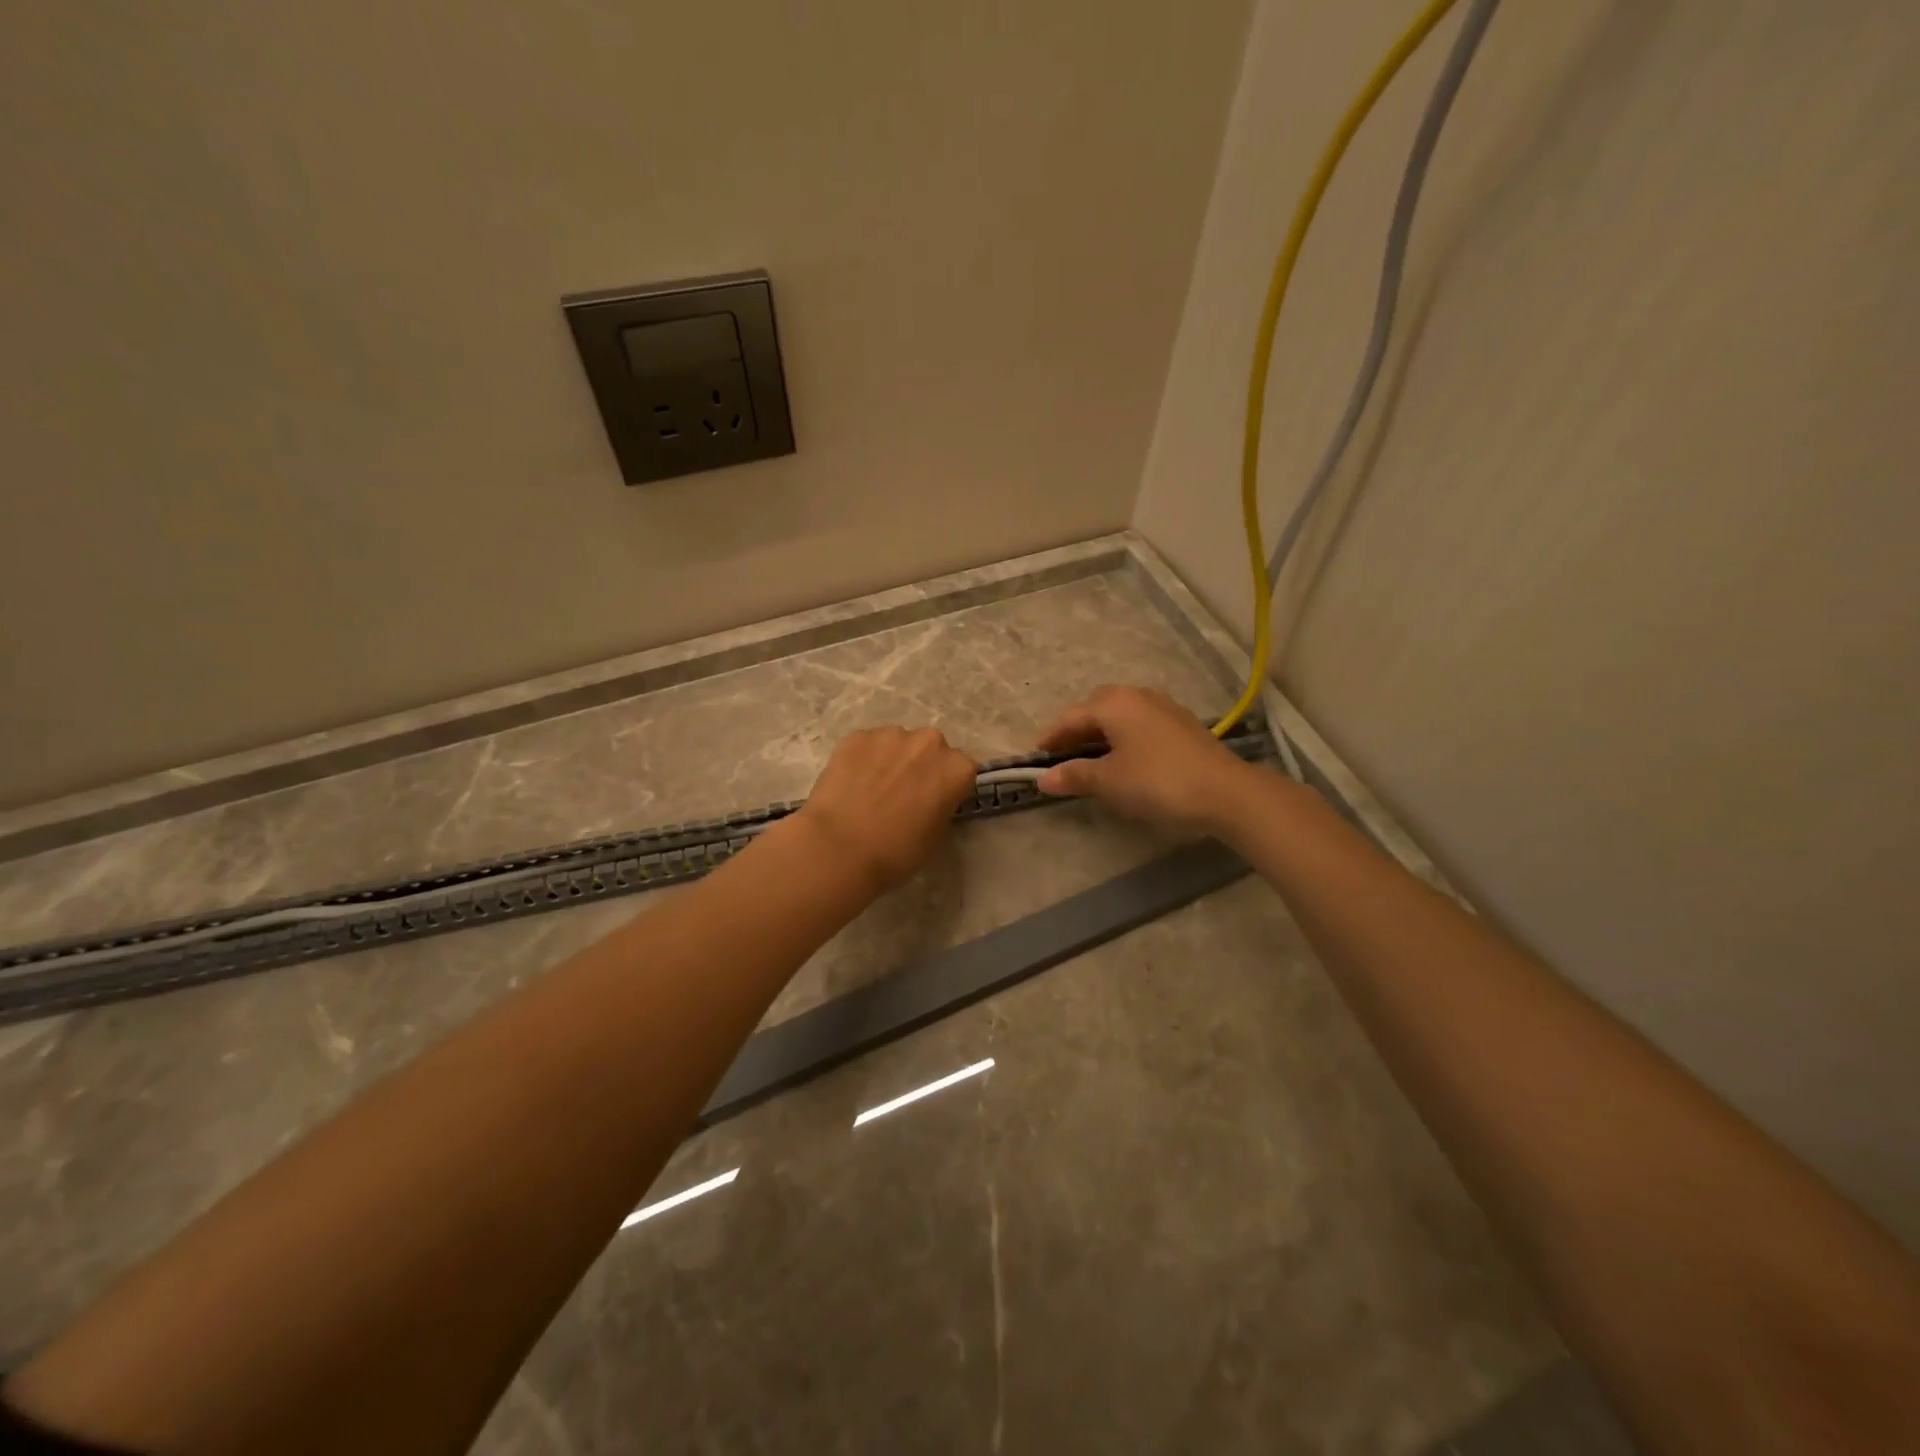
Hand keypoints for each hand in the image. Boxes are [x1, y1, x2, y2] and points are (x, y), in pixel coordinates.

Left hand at [795, 727, 978, 893]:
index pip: (961, 771)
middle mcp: (930, 742)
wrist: (840, 848)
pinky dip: (862, 760)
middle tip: (902, 794)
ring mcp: (891, 735)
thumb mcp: (936, 836)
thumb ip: (941, 807)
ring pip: (897, 744)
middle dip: (920, 766)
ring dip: (891, 760)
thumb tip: (929, 800)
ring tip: (871, 790)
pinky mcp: (857, 736)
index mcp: (957, 768)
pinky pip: (867, 746)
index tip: (933, 803)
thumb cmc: (896, 852)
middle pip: (930, 750)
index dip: (946, 787)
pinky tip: (850, 785)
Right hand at [1035, 686, 1255, 835]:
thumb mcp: (1109, 781)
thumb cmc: (1157, 782)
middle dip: (1076, 730)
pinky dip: (1124, 738)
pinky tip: (1125, 760)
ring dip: (1101, 734)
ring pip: (1121, 715)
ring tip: (1091, 759)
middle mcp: (1138, 696)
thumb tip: (1043, 778)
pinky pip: (1140, 724)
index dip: (1050, 737)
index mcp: (1114, 704)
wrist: (1226, 793)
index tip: (1035, 756)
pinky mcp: (1183, 725)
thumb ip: (1074, 775)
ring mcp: (1164, 708)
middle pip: (1096, 709)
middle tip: (1062, 756)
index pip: (1070, 716)